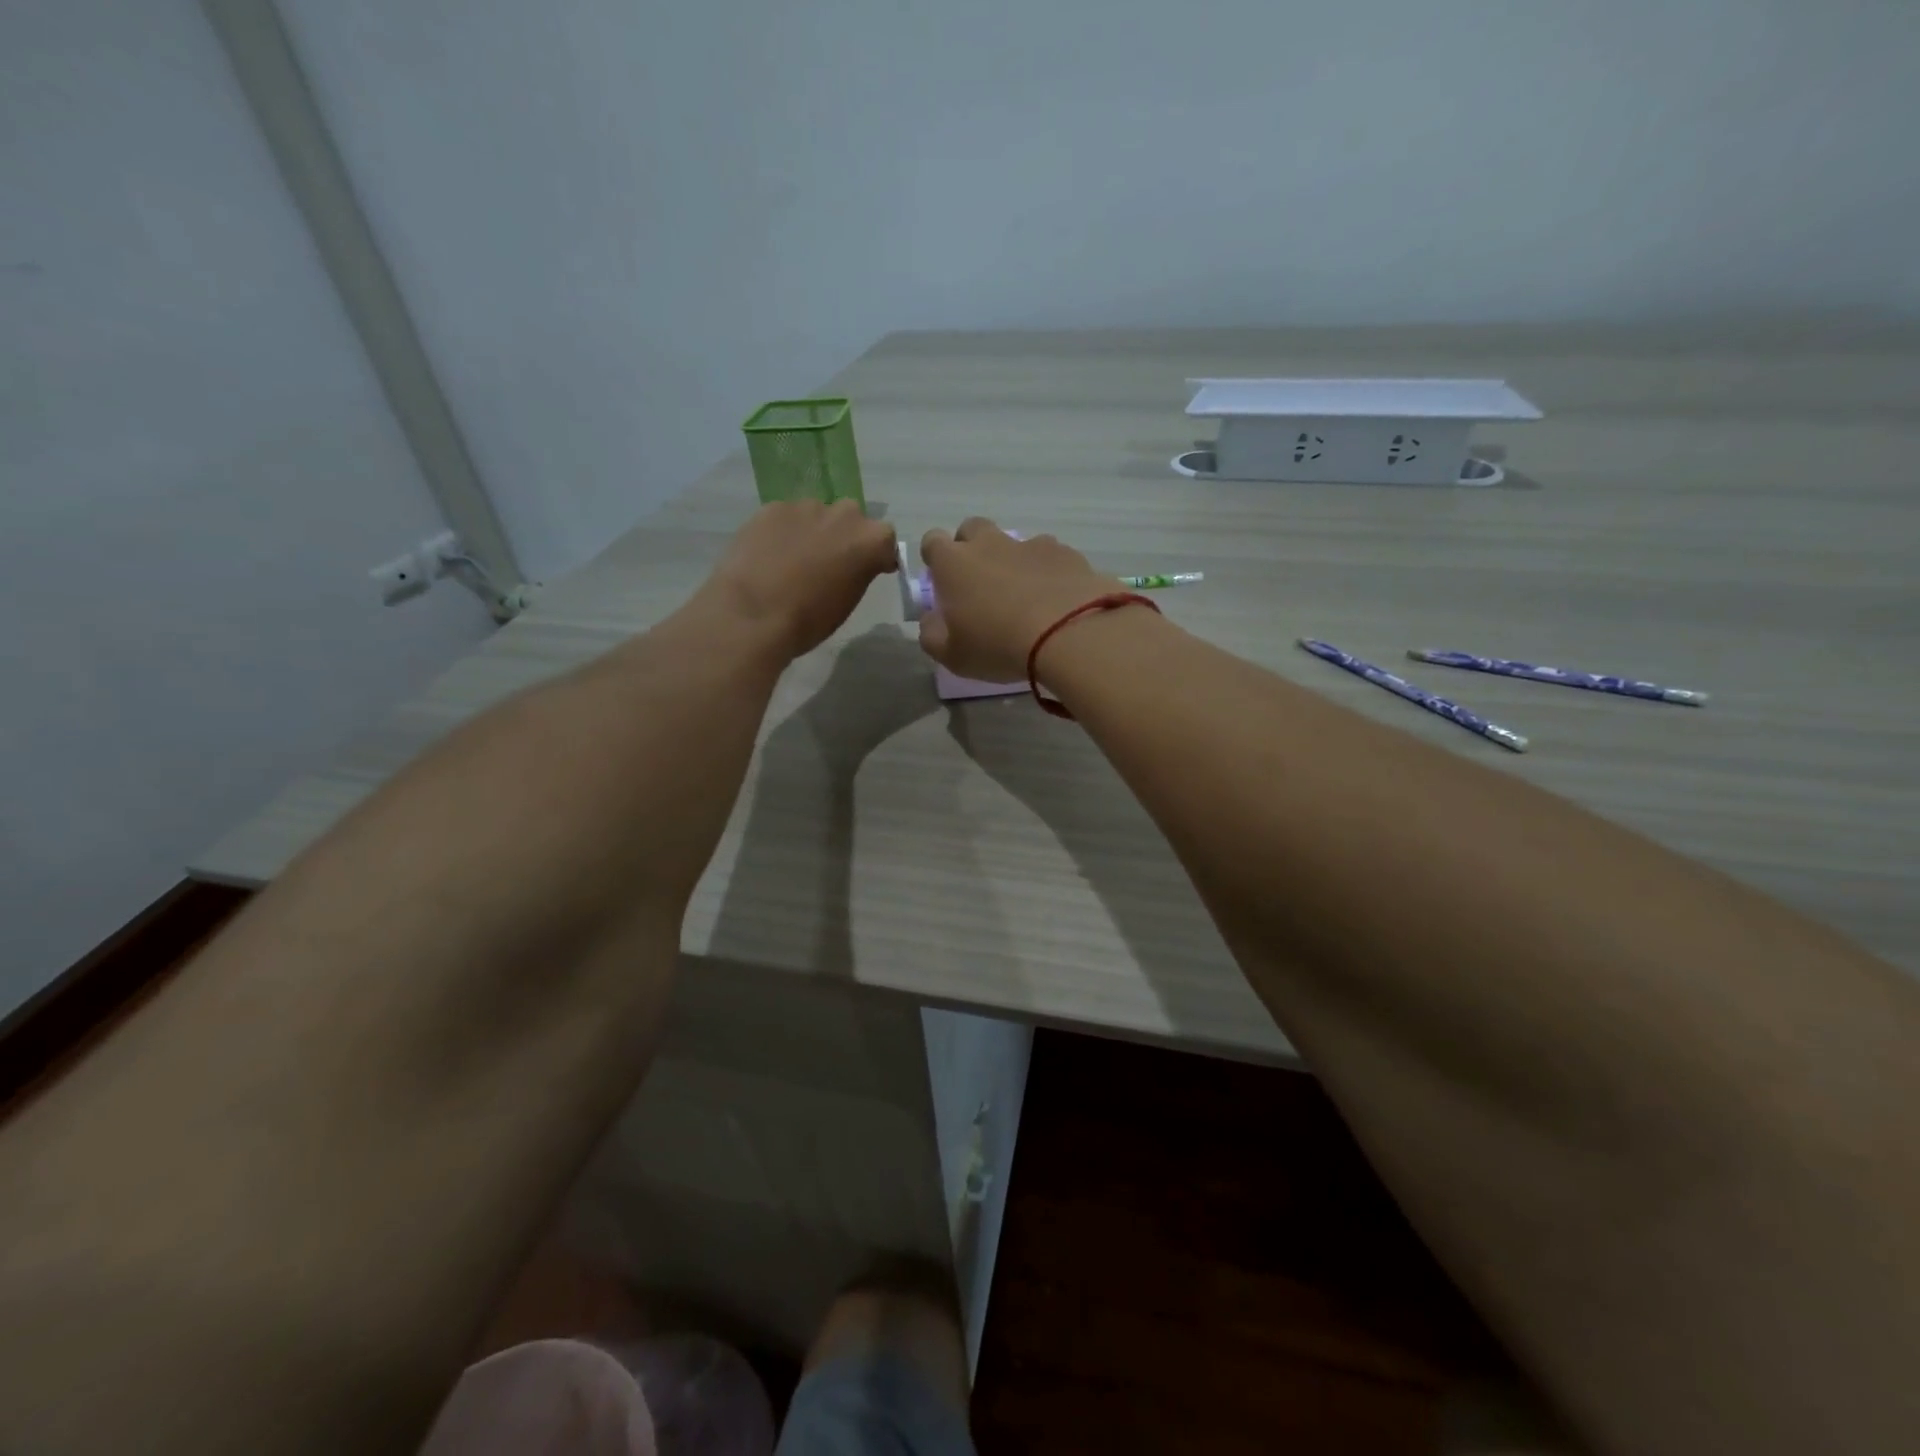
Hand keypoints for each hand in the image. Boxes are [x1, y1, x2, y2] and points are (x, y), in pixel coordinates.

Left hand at [705, 500, 897, 657]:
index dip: (876, 555)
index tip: (868, 569)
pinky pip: (786, 517)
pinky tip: (769, 554)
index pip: (884, 541)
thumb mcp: (848, 601)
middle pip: (851, 519)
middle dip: (844, 536)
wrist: (754, 614)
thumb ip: (858, 572)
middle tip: (828, 562)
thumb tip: (851, 564)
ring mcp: (807, 507)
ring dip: (813, 531)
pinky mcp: (773, 507)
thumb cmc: (809, 620)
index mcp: (871, 540)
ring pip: (817, 515)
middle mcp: (845, 514)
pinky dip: (783, 531)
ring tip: (793, 559)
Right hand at [916, 518, 1123, 681]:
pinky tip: (1056, 600)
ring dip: (1013, 562)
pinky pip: (1050, 556)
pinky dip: (1048, 572)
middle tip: (981, 584)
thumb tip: (930, 620)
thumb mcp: (952, 655)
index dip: (935, 559)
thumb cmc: (998, 645)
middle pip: (972, 529)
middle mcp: (990, 544)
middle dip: (972, 548)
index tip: (943, 582)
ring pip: (1014, 543)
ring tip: (1025, 597)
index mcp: (953, 563)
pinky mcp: (1066, 553)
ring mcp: (1030, 544)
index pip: (932, 542)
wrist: (1069, 633)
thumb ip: (932, 635)